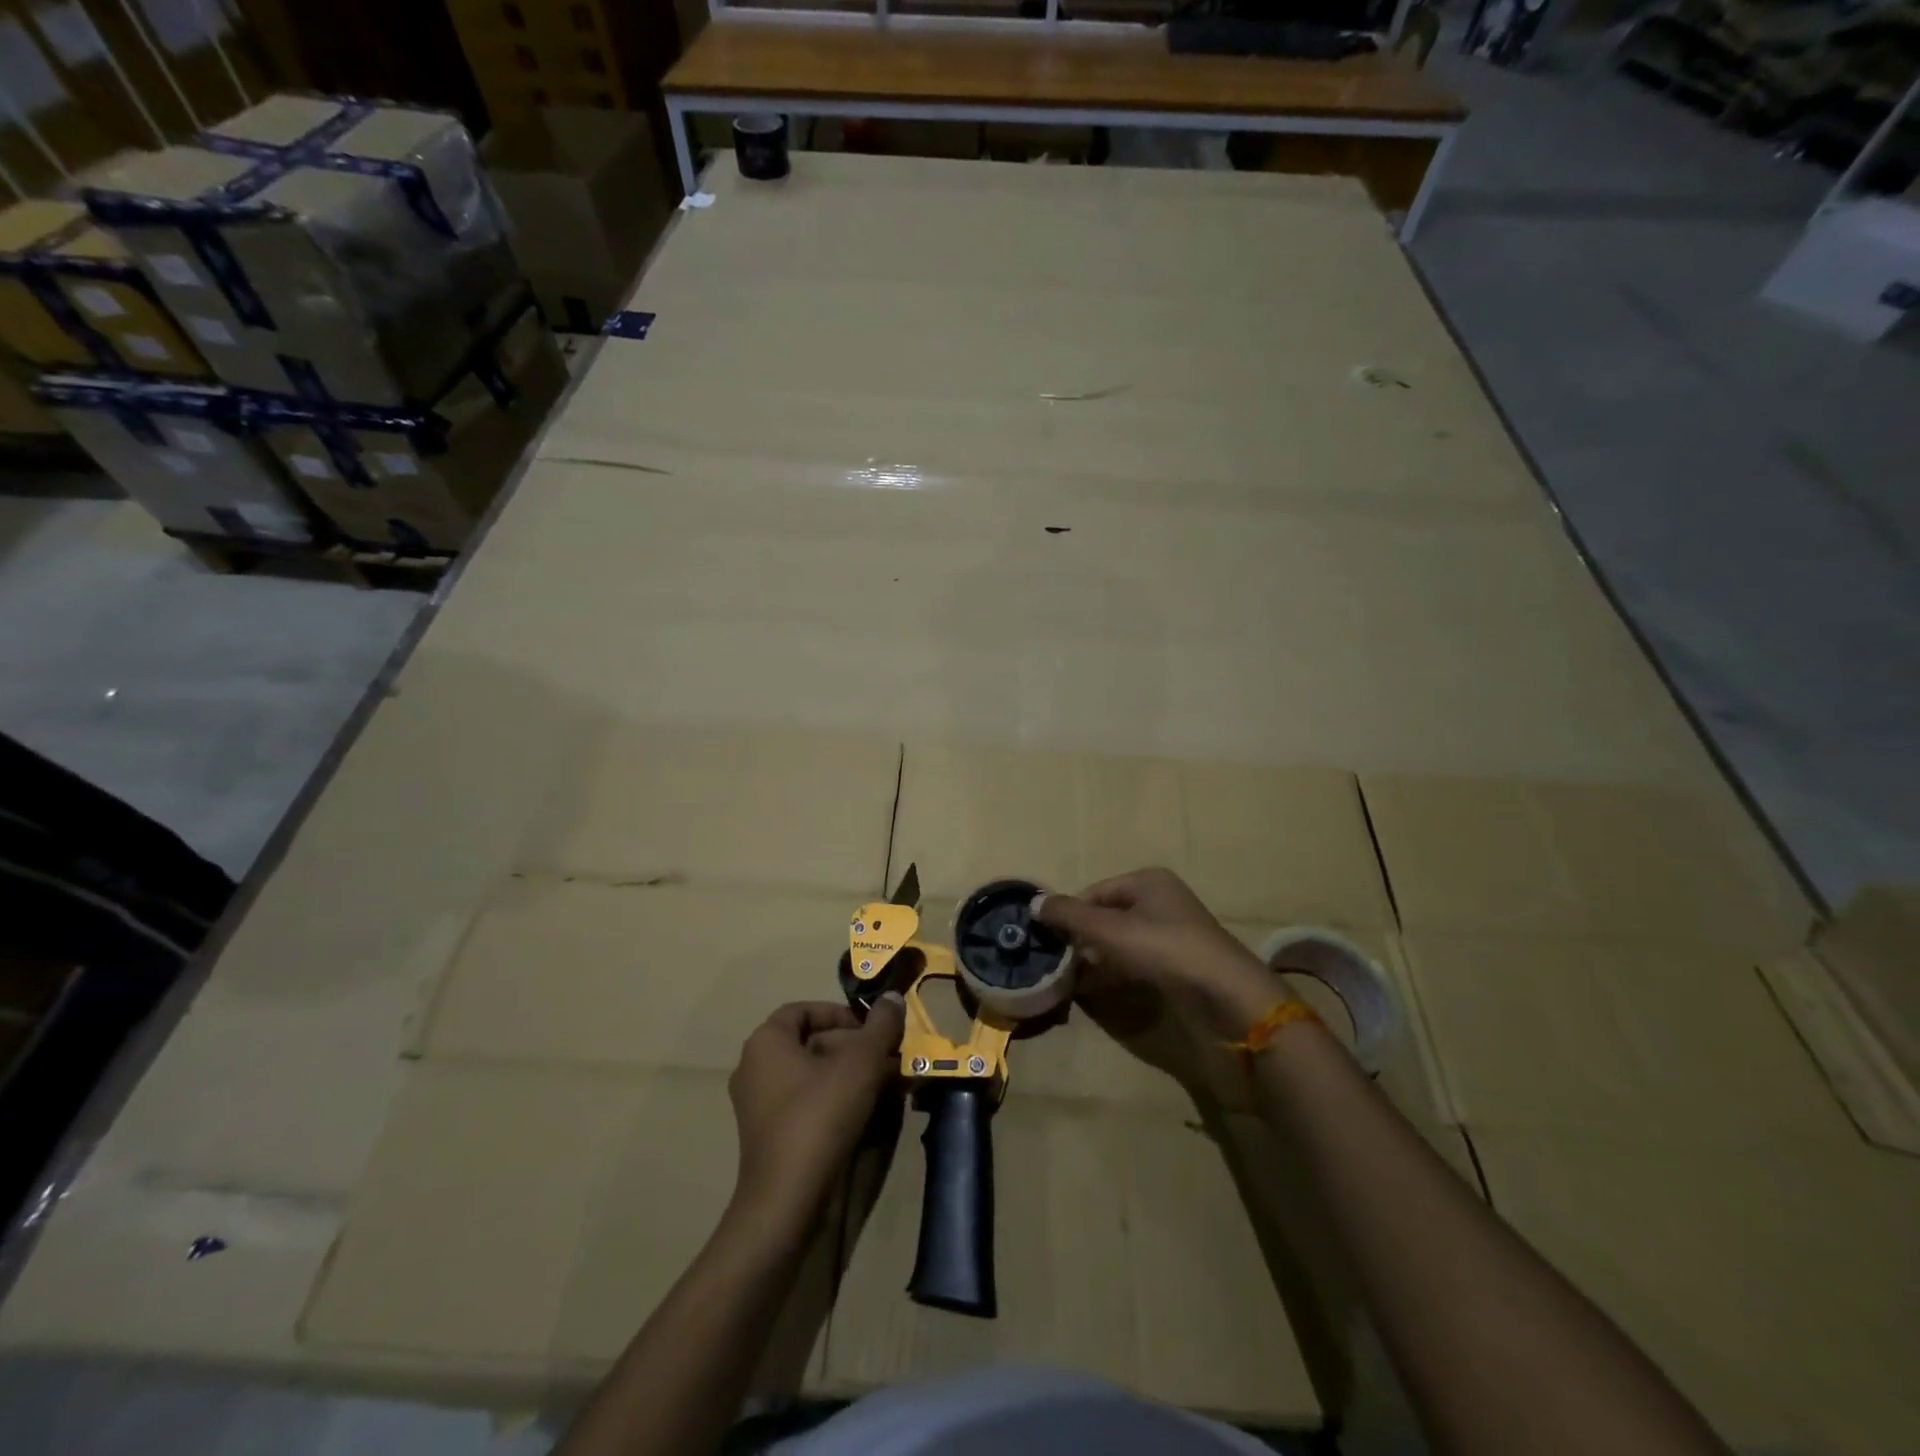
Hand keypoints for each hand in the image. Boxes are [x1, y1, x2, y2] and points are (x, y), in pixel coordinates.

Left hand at [727, 997, 904, 1232]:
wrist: (787, 1200)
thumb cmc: (820, 1115)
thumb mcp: (862, 1062)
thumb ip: (881, 1025)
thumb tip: (892, 997)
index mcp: (766, 1041)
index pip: (804, 1010)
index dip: (841, 1014)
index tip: (872, 1030)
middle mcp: (755, 1067)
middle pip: (812, 1043)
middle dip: (855, 1048)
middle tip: (889, 1060)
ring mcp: (759, 1105)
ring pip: (814, 1076)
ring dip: (852, 1076)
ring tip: (888, 1087)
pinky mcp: (770, 1136)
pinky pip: (807, 1104)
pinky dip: (837, 1101)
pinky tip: (869, 1114)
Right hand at [1037, 867, 1285, 1029]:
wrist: (1227, 996)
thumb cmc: (1165, 950)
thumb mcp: (1110, 930)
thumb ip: (1070, 916)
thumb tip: (1034, 903)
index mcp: (1147, 881)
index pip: (1094, 892)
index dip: (1070, 914)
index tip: (1048, 941)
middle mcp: (1161, 901)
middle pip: (1107, 916)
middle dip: (1081, 939)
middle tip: (1058, 963)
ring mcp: (1172, 934)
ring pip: (1121, 941)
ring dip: (1096, 958)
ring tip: (1072, 981)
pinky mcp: (1179, 964)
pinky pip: (1136, 962)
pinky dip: (1115, 973)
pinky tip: (1097, 991)